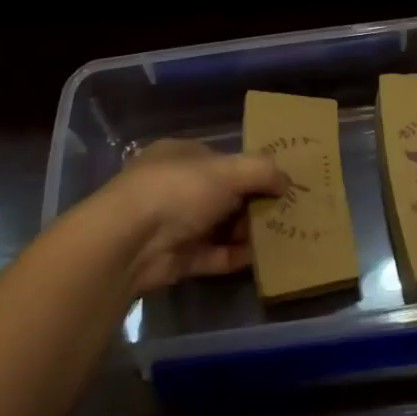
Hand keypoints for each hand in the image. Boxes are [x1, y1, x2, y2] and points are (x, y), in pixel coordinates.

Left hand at [99, 140, 285, 295]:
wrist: (129, 243)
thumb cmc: (178, 190)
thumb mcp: (227, 171)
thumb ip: (261, 171)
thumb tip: (286, 180)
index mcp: (181, 156)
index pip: (222, 160)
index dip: (252, 170)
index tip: (280, 184)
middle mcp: (177, 187)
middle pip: (225, 195)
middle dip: (254, 203)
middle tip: (287, 213)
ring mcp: (175, 224)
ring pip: (221, 227)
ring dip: (248, 232)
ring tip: (283, 236)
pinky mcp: (178, 259)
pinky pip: (215, 256)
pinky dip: (237, 257)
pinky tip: (263, 259)